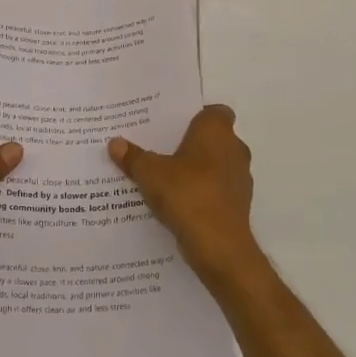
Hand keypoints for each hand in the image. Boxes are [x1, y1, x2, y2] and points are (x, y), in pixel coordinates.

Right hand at [108, 105, 262, 285]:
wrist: (219, 244)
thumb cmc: (187, 194)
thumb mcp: (150, 173)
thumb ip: (133, 157)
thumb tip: (115, 143)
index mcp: (216, 130)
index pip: (214, 111)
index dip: (196, 116)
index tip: (172, 126)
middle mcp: (234, 148)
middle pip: (213, 138)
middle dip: (191, 144)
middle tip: (161, 149)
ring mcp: (240, 177)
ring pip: (216, 165)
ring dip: (197, 170)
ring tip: (166, 178)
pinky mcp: (239, 203)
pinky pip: (217, 189)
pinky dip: (203, 192)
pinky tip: (179, 203)